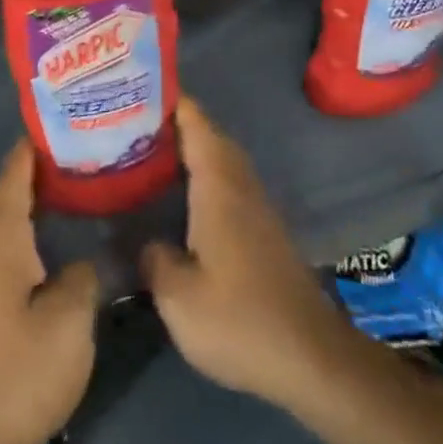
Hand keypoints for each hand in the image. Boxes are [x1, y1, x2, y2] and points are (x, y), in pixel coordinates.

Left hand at [0, 141, 98, 443]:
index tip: (54, 121)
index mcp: (1, 244)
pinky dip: (35, 234)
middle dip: (39, 172)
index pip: (13, 179)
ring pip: (12, 227)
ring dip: (37, 204)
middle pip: (10, 198)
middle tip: (79, 152)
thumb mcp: (68, 320)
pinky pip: (13, 252)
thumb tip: (85, 260)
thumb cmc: (20, 372)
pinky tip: (61, 244)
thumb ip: (83, 276)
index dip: (30, 149)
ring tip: (76, 189)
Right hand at [141, 98, 352, 412]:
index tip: (137, 86)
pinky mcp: (263, 230)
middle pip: (208, 135)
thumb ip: (154, 259)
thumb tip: (146, 241)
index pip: (195, 123)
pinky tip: (180, 197)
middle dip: (174, 121)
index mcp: (218, 185)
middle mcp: (239, 184)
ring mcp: (256, 206)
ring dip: (190, 148)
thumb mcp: (179, 298)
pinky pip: (227, 182)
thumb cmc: (240, 319)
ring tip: (149, 152)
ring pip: (220, 159)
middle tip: (131, 121)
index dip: (170, 99)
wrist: (310, 357)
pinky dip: (203, 174)